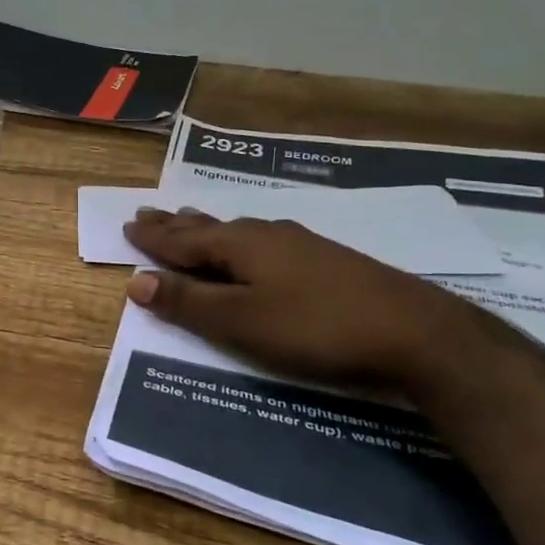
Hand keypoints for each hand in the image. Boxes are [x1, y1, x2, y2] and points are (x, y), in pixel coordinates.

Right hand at [122, 207, 473, 390]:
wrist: (415, 331)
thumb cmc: (315, 328)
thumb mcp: (241, 322)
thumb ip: (189, 303)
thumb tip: (136, 282)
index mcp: (240, 245)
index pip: (184, 240)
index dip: (154, 237)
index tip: (129, 225)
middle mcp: (267, 234)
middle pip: (210, 227)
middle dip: (177, 224)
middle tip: (149, 212)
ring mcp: (301, 244)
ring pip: (239, 230)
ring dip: (208, 228)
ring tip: (190, 220)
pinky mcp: (326, 260)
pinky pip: (264, 240)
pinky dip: (239, 239)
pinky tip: (255, 244)